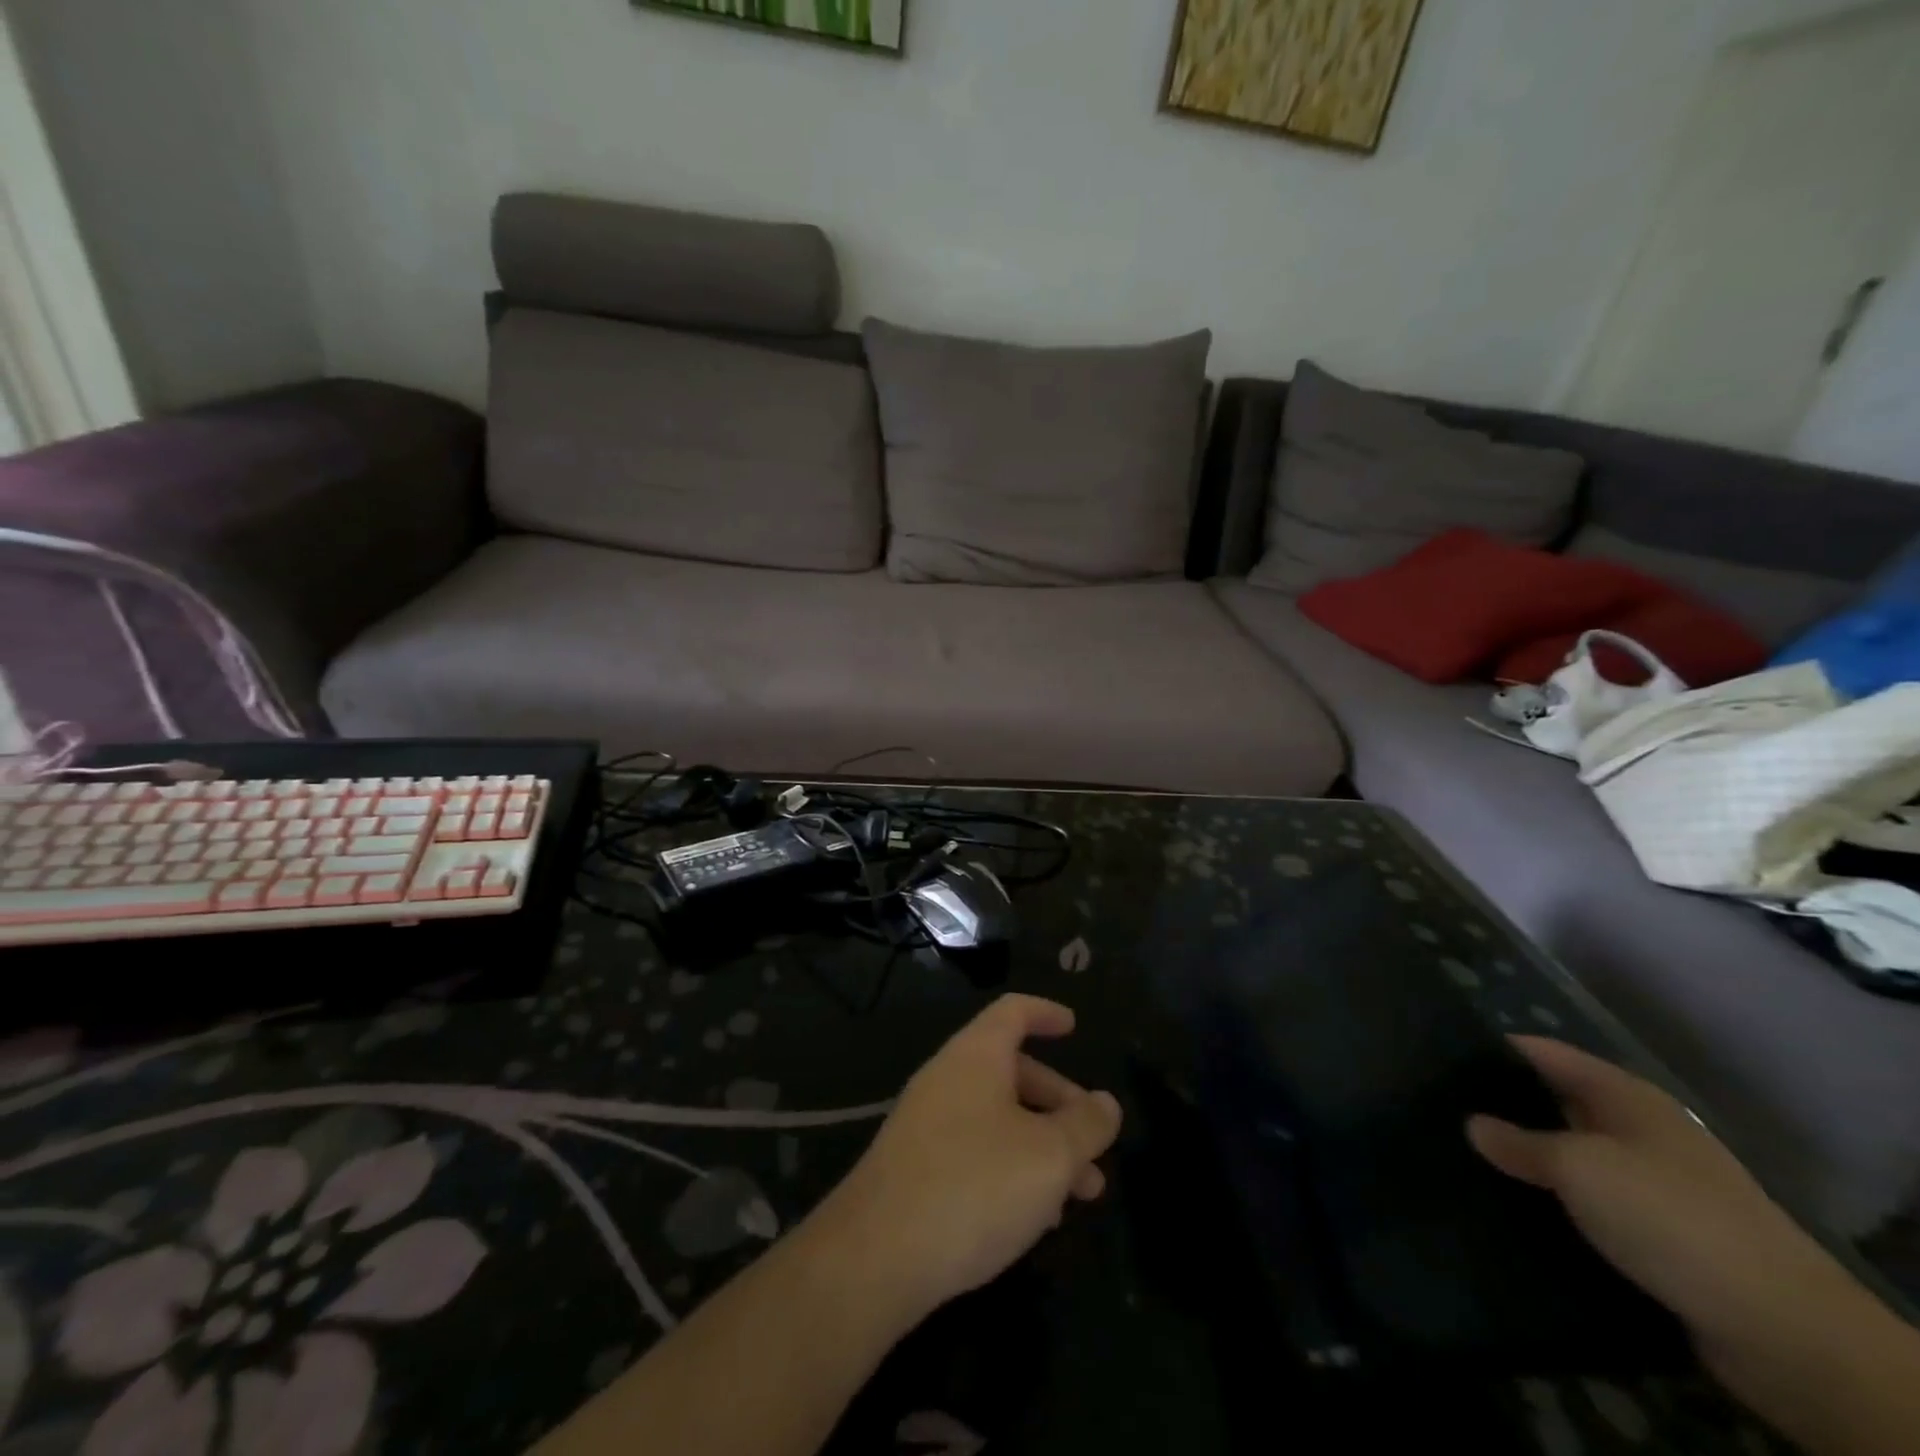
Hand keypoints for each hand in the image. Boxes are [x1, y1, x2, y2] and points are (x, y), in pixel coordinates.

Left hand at [807, 995, 1122, 1331]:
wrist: (876, 1255)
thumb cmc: (975, 1185)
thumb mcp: (1049, 1156)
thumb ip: (1085, 1126)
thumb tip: (1105, 1103)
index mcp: (976, 1056)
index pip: (1013, 1012)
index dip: (1045, 1013)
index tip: (1074, 1026)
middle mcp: (948, 1078)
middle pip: (1012, 1071)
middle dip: (1060, 1104)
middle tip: (1096, 1147)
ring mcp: (926, 1123)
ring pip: (997, 1118)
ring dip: (1042, 1145)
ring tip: (1081, 1195)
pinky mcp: (915, 1167)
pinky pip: (974, 1150)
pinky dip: (1011, 1167)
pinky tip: (1034, 1217)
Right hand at [1467, 1037, 1870, 1385]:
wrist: (1781, 1328)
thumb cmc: (1668, 1215)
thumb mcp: (1577, 1168)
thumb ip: (1519, 1142)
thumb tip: (1473, 1124)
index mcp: (1624, 1095)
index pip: (1544, 1053)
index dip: (1495, 1050)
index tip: (1440, 1056)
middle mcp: (1640, 1129)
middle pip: (1559, 1102)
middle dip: (1507, 1106)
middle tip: (1444, 1110)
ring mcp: (1655, 1182)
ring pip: (1574, 1155)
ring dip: (1532, 1159)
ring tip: (1467, 1158)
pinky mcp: (1661, 1232)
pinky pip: (1594, 1202)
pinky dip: (1559, 1201)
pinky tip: (1517, 1207)